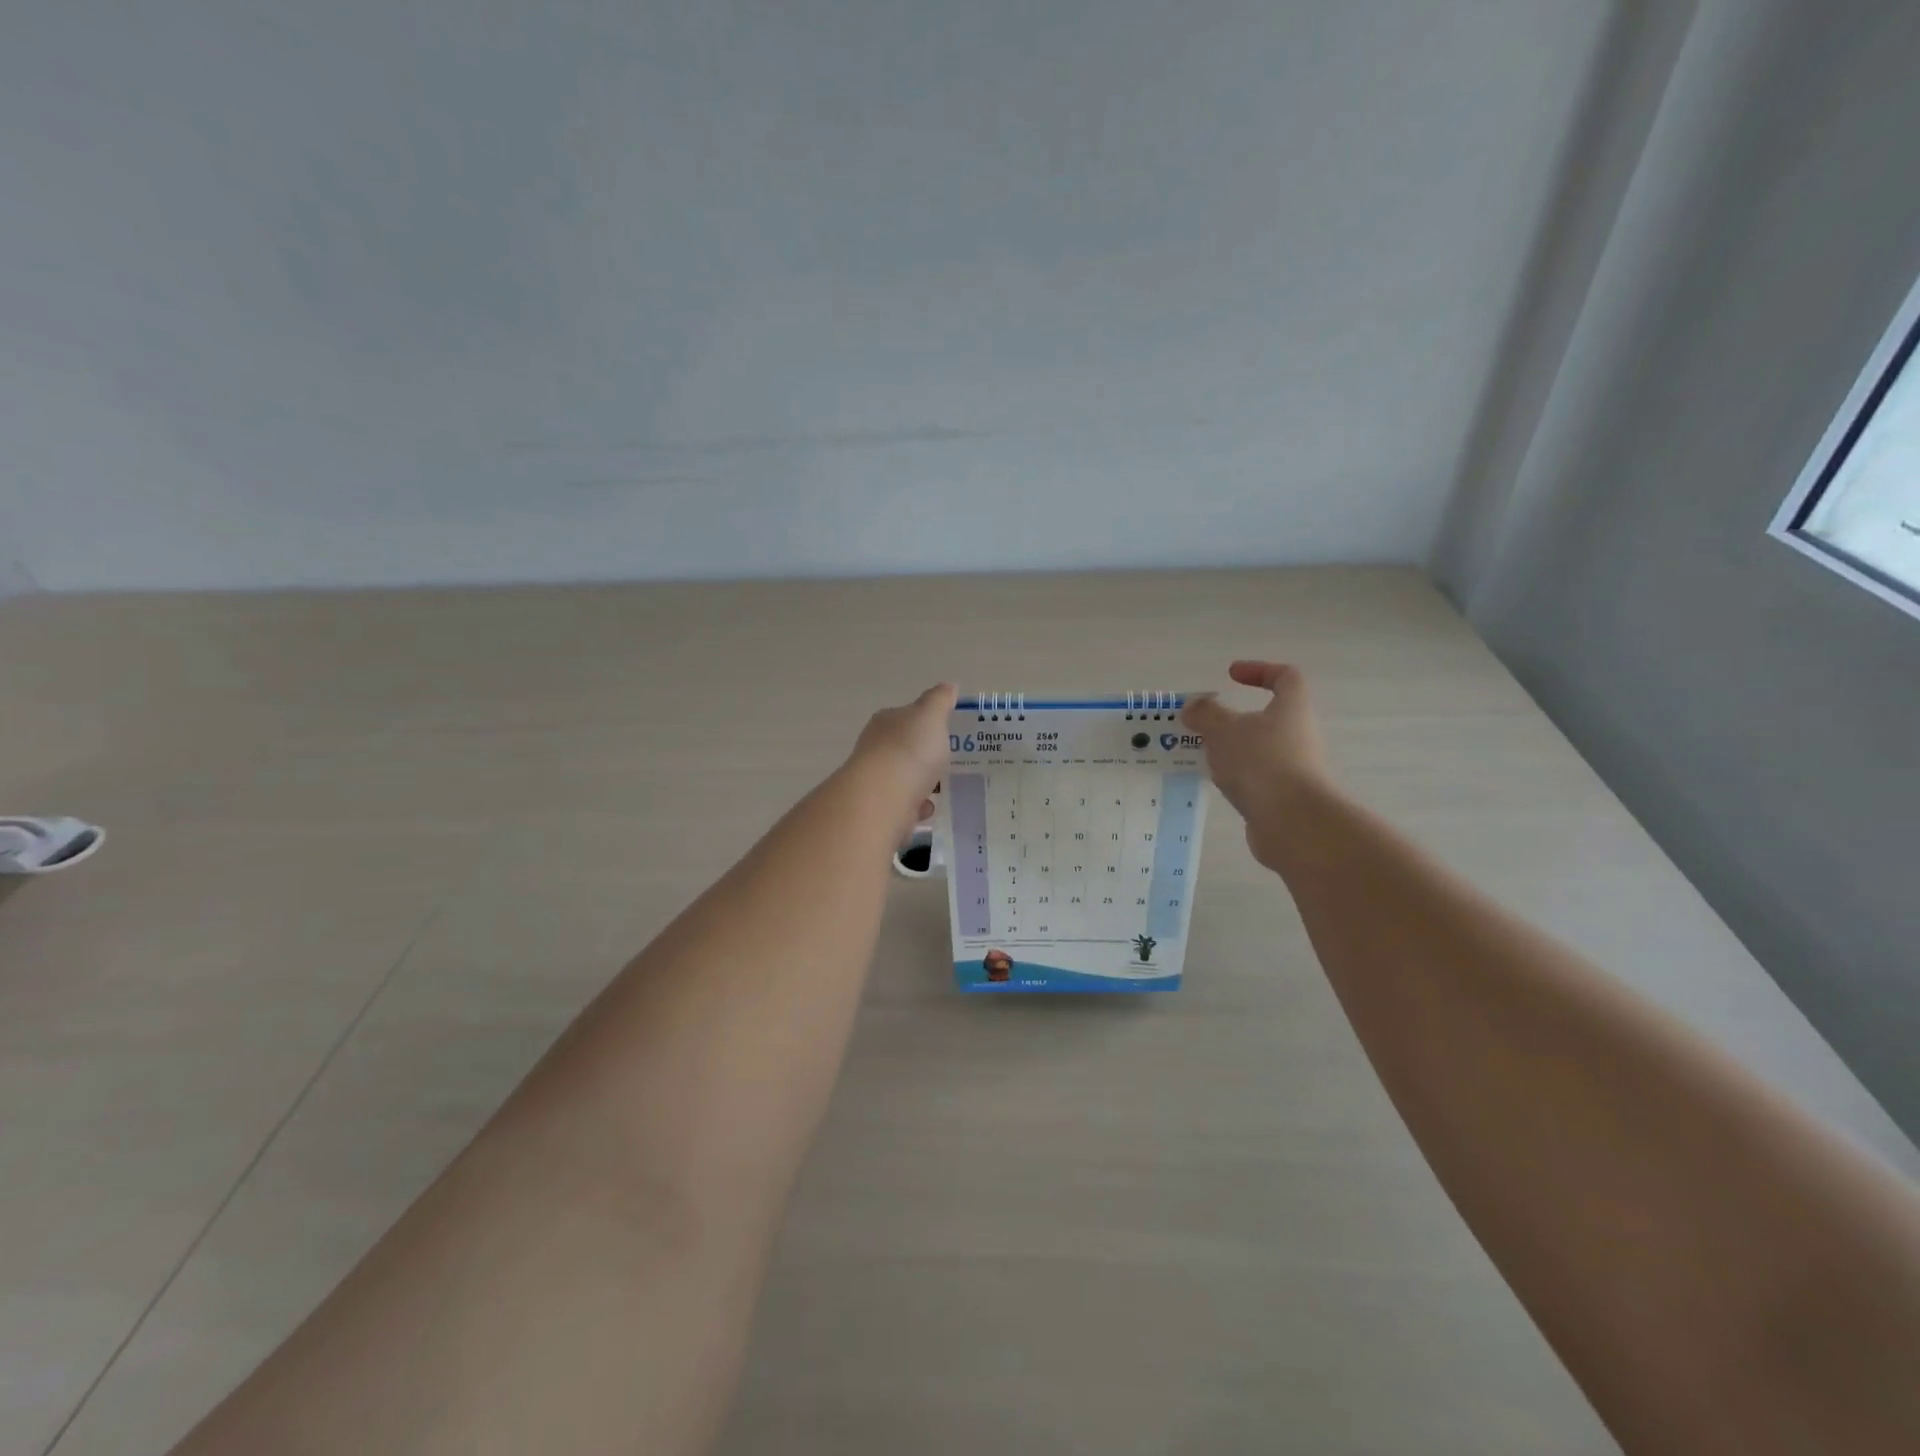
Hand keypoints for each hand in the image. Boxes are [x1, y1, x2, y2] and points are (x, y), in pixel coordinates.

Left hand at [848, 683, 956, 828]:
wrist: (883, 798)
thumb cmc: (910, 750)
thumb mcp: (931, 716)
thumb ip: (940, 700)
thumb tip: (948, 685)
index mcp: (886, 722)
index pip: (904, 716)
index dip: (924, 722)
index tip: (943, 731)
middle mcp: (875, 748)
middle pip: (903, 748)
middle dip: (923, 755)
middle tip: (948, 761)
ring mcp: (876, 780)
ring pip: (903, 778)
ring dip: (921, 782)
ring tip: (944, 787)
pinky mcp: (880, 808)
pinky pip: (904, 804)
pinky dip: (916, 806)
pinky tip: (929, 809)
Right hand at [1182, 662, 1331, 870]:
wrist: (1293, 823)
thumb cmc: (1261, 763)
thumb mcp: (1224, 730)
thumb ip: (1205, 714)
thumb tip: (1195, 706)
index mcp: (1292, 709)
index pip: (1286, 677)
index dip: (1260, 670)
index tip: (1231, 675)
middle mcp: (1299, 735)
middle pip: (1269, 717)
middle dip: (1234, 719)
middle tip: (1203, 724)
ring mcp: (1295, 768)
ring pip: (1259, 750)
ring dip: (1232, 749)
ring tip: (1202, 755)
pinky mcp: (1285, 797)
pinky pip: (1257, 778)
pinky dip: (1236, 776)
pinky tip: (1215, 783)